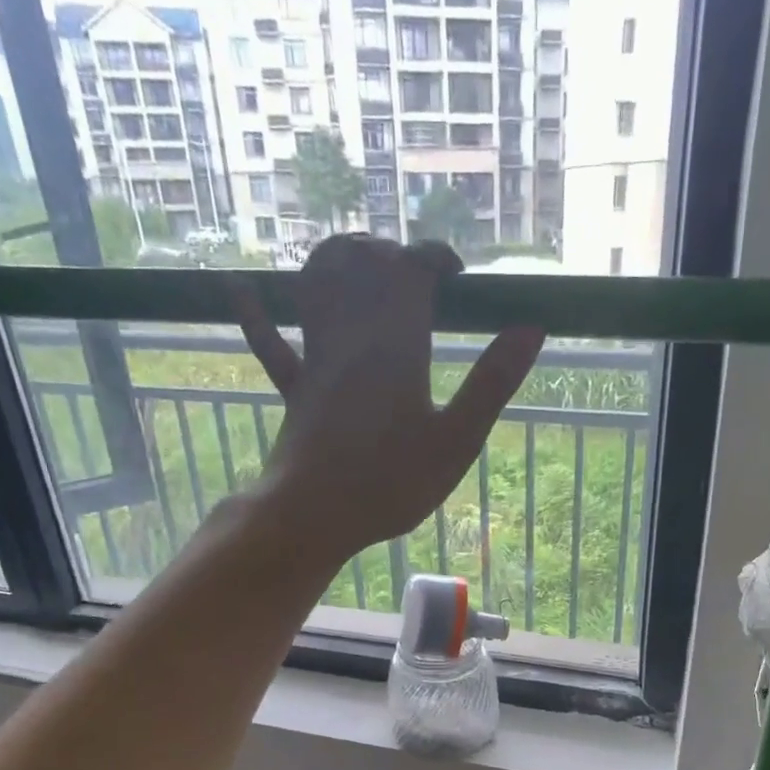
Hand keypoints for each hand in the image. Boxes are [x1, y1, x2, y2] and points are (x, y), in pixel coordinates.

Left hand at [235, 234, 544, 559]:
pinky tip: (237, 287)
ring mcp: (317, 359)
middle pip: (362, 263)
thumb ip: (492, 383)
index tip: (458, 278)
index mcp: (396, 343)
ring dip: (335, 260)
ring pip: (316, 286)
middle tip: (418, 277)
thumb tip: (532, 327)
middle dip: (392, 253)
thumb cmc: (390, 484)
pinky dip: (256, 315)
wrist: (313, 515)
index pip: (413, 268)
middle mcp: (351, 335)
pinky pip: (271, 344)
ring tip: (360, 260)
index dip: (436, 257)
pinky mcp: (296, 389)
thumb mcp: (456, 440)